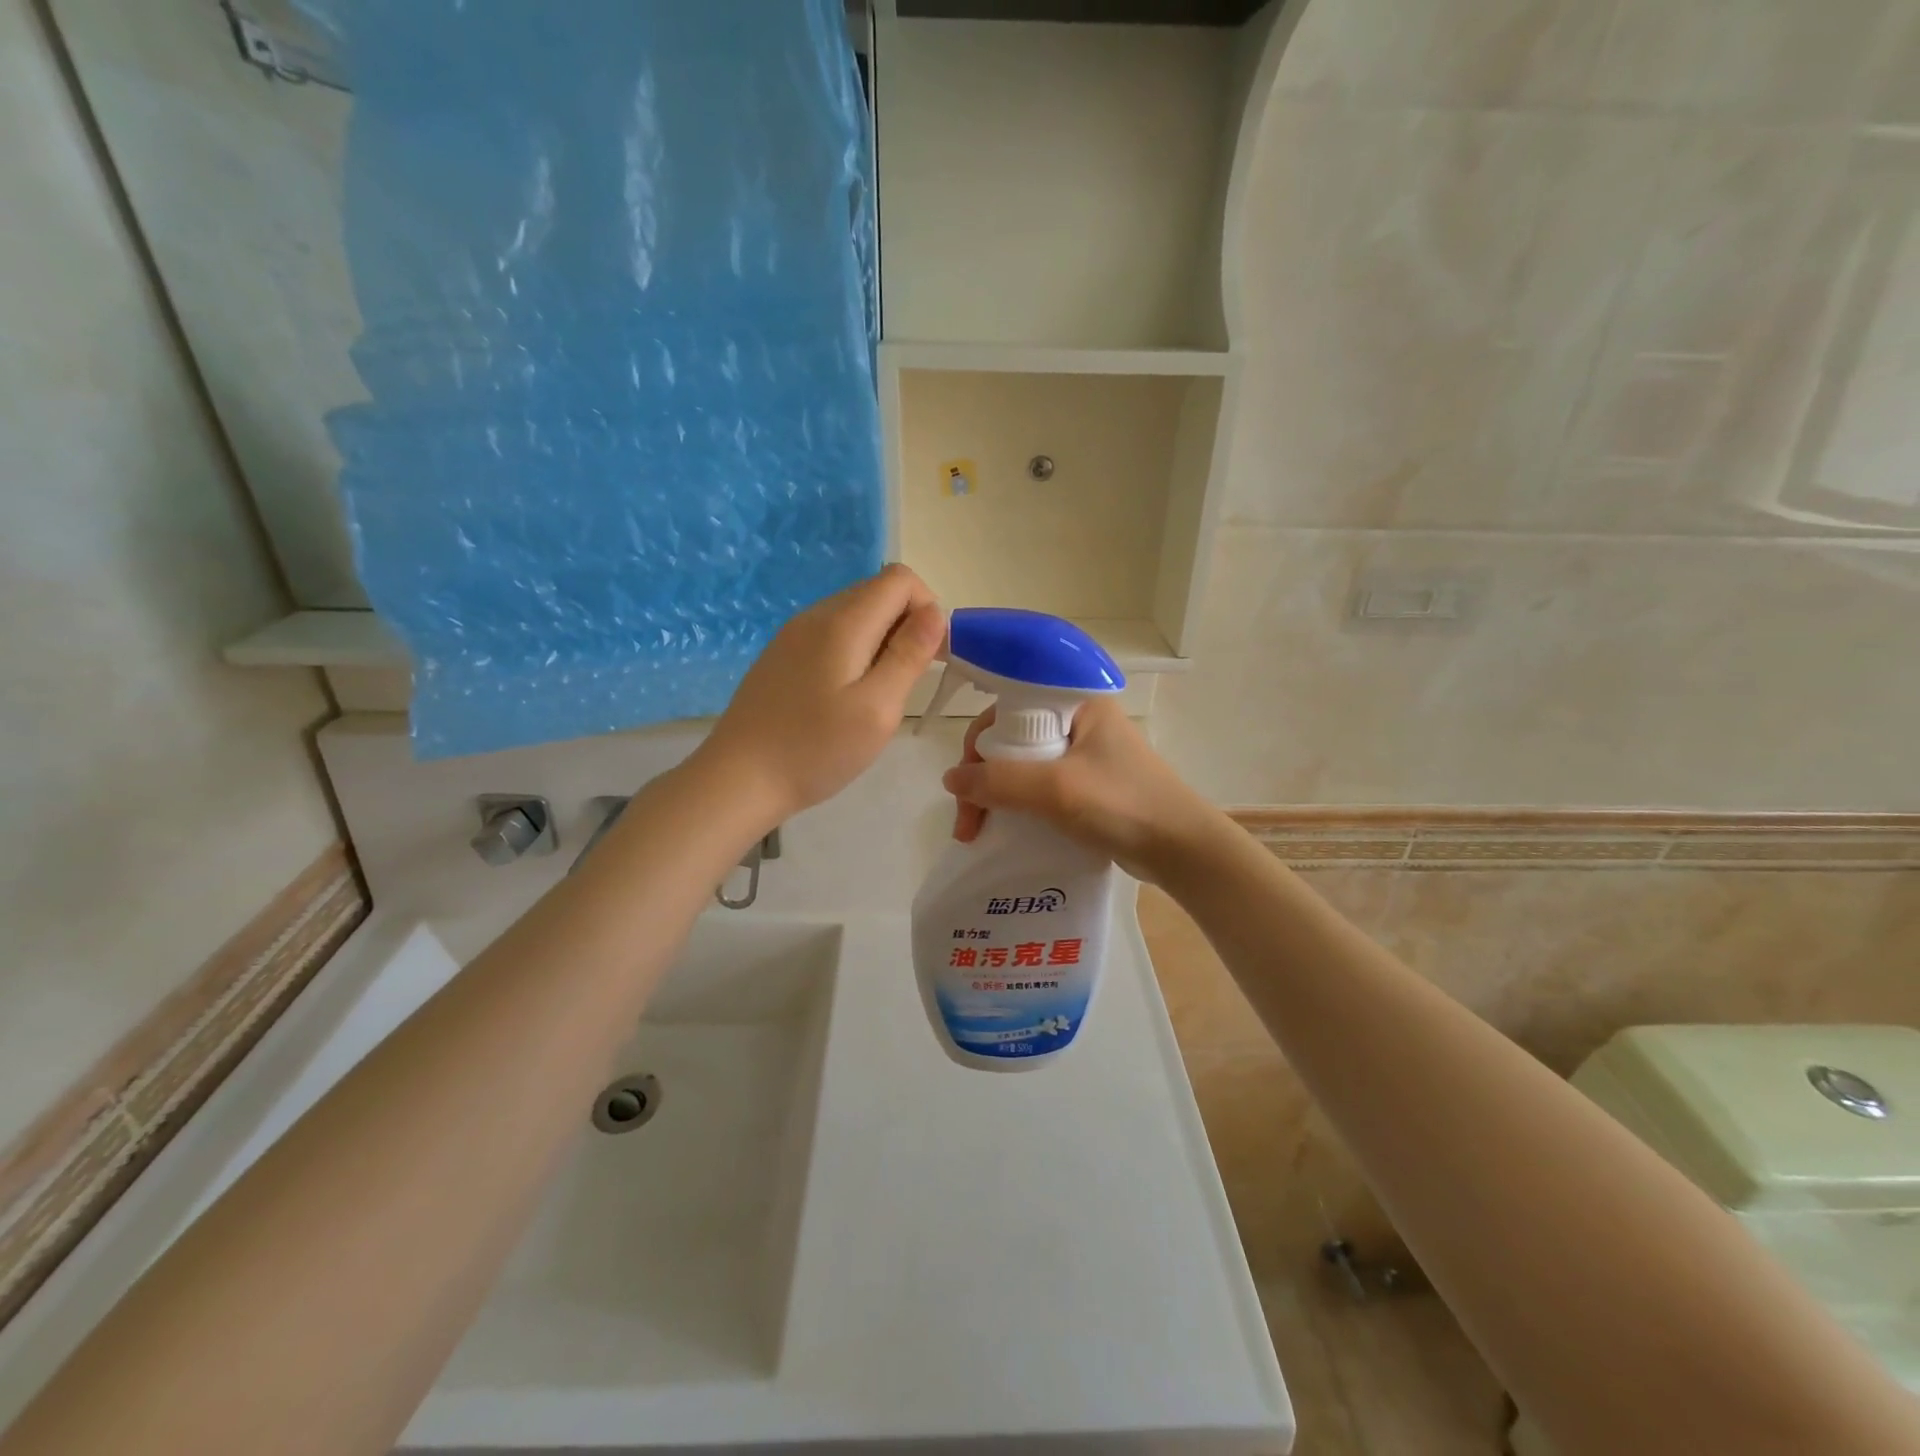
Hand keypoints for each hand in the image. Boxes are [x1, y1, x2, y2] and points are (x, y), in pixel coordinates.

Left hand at [698, 564, 944, 823]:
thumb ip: (909, 655)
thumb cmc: (816, 749)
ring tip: (879, 694)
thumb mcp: (877, 708)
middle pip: (877, 592)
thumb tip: (934, 612)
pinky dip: (855, 652)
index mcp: (842, 622)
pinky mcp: (783, 655)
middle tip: (909, 681)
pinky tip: (846, 696)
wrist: (738, 779)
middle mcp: (816, 615)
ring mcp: (794, 634)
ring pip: (855, 614)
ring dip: (882, 641)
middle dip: (907, 625)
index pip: (900, 579)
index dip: (928, 608)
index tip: (931, 657)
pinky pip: (832, 634)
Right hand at [941, 698, 1223, 884]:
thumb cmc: (1123, 805)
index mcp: (1077, 703)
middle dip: (983, 780)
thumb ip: (999, 781)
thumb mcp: (1056, 789)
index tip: (965, 784)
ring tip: (978, 834)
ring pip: (1023, 767)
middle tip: (968, 822)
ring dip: (997, 798)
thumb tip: (950, 779)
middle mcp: (1080, 722)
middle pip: (1012, 740)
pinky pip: (1041, 788)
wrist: (1183, 851)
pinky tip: (1006, 832)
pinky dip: (1019, 808)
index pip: (1008, 709)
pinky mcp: (1089, 786)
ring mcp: (1086, 755)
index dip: (979, 742)